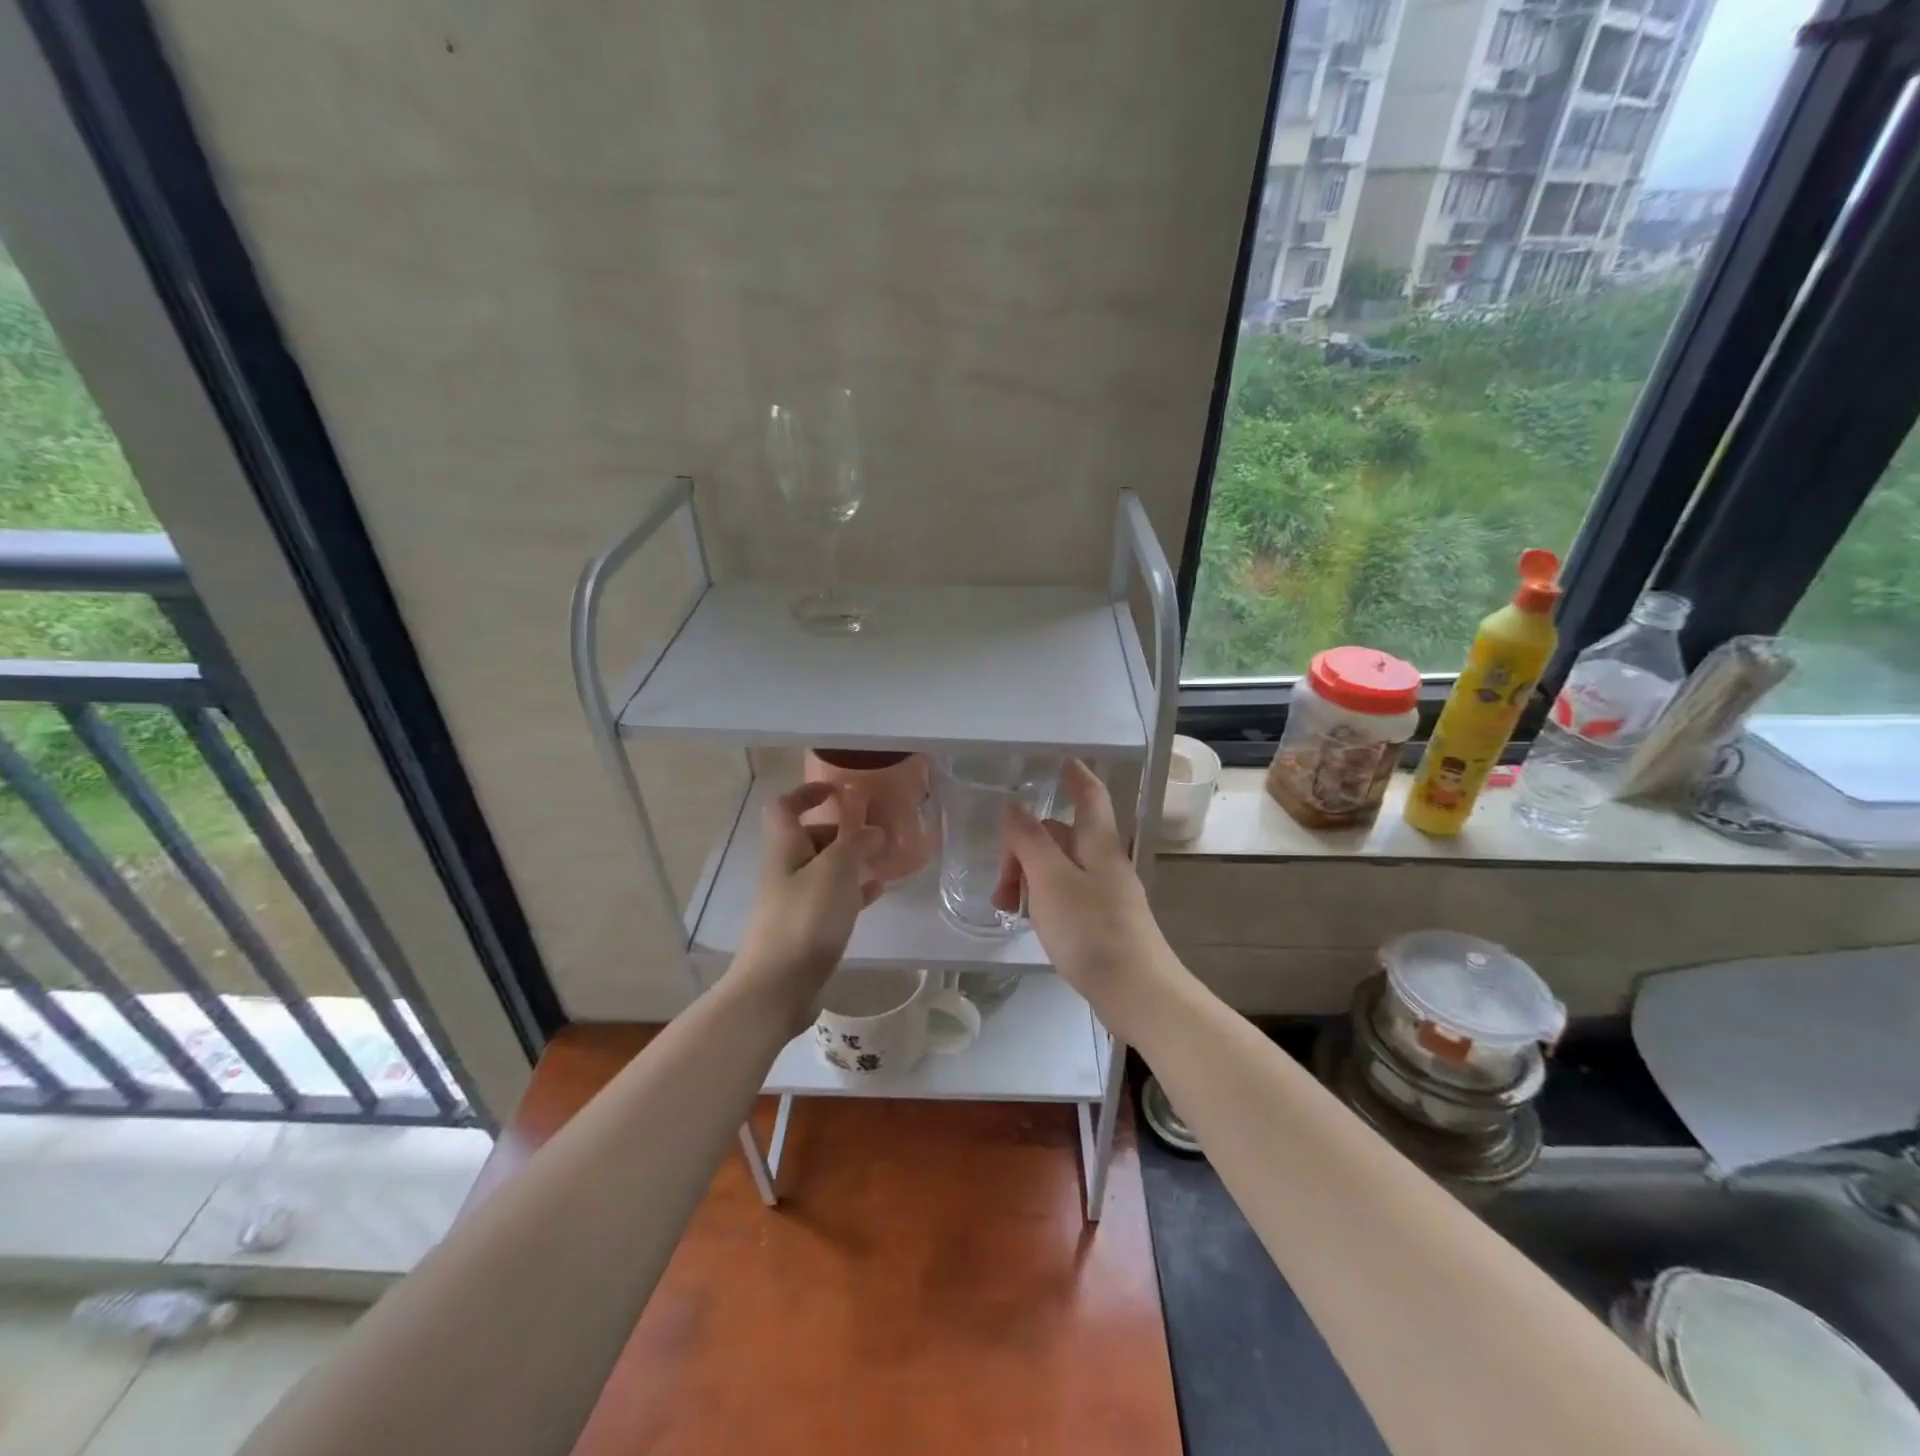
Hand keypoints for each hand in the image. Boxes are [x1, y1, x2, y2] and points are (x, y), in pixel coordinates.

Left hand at [731, 782, 884, 1027]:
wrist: (777, 988)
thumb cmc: (805, 920)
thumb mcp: (835, 871)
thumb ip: (856, 844)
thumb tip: (873, 831)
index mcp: (785, 849)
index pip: (785, 807)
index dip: (808, 792)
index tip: (839, 790)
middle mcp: (785, 871)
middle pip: (809, 838)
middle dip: (841, 831)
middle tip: (875, 834)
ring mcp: (794, 903)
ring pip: (824, 870)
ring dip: (850, 862)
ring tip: (883, 862)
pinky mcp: (806, 931)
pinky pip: (832, 901)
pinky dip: (853, 893)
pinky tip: (876, 895)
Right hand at [993, 759, 1181, 1037]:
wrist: (1137, 992)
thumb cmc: (1091, 930)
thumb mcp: (1051, 881)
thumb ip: (1030, 841)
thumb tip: (1013, 807)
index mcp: (1098, 844)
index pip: (1089, 794)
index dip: (1075, 774)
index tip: (1059, 759)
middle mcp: (1105, 862)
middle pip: (1062, 835)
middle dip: (1025, 847)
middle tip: (1000, 881)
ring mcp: (1106, 893)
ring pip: (1060, 867)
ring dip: (1029, 876)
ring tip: (1006, 906)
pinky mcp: (1103, 921)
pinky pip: (1066, 894)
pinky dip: (1042, 898)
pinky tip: (1028, 920)